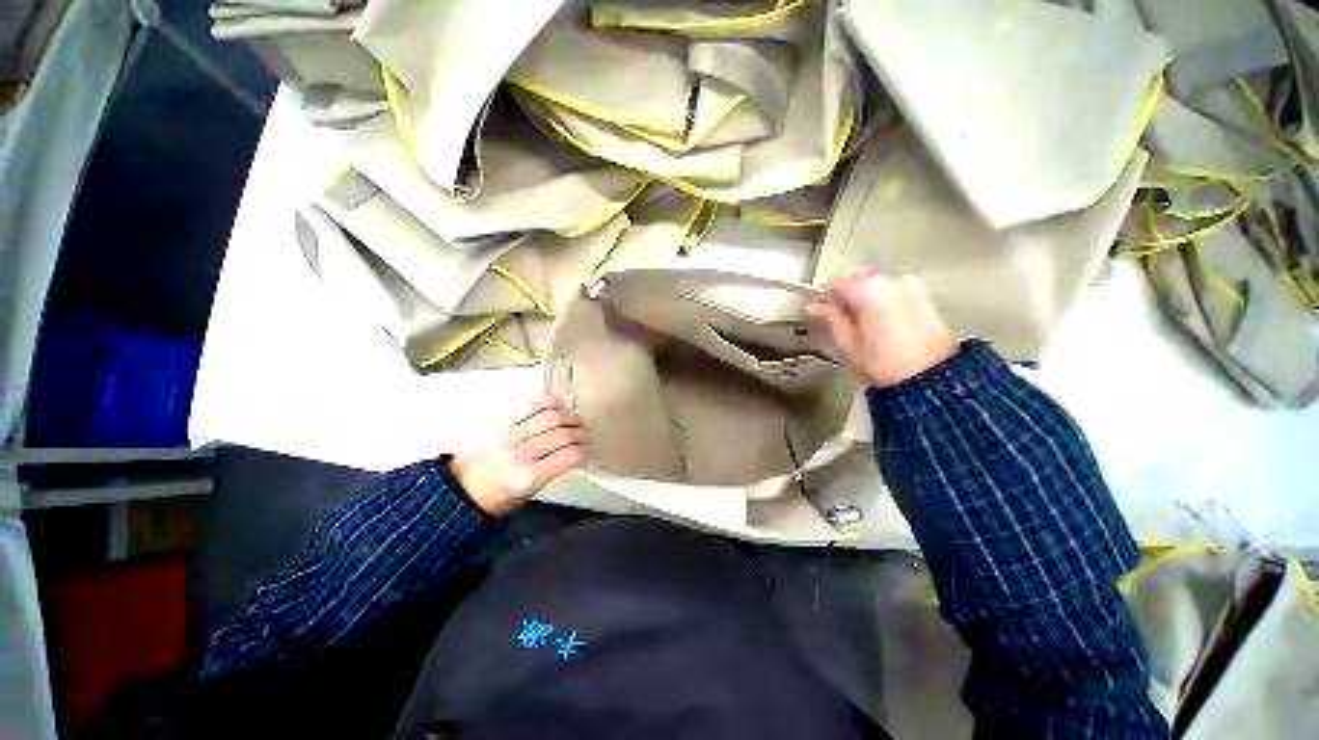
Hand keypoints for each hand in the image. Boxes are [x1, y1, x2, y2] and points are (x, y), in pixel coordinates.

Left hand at [450, 397, 587, 516]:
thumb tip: (574, 454)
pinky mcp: (502, 423)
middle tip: (588, 434)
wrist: (459, 489)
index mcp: (528, 477)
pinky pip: (531, 406)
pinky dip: (548, 403)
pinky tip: (558, 406)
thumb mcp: (528, 495)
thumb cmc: (495, 498)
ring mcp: (511, 434)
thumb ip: (552, 472)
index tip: (590, 450)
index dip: (585, 450)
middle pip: (563, 434)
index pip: (570, 455)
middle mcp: (521, 453)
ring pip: (551, 417)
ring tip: (577, 421)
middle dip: (582, 433)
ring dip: (570, 417)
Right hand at [806, 270, 956, 387]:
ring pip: (876, 287)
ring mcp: (911, 285)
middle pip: (857, 281)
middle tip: (845, 326)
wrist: (929, 377)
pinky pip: (894, 292)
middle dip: (848, 299)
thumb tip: (812, 306)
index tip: (825, 318)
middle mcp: (890, 279)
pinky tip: (885, 326)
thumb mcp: (847, 343)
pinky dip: (884, 303)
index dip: (825, 300)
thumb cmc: (880, 362)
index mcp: (867, 289)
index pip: (834, 284)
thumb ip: (830, 319)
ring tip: (867, 328)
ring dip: (866, 301)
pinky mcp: (925, 296)